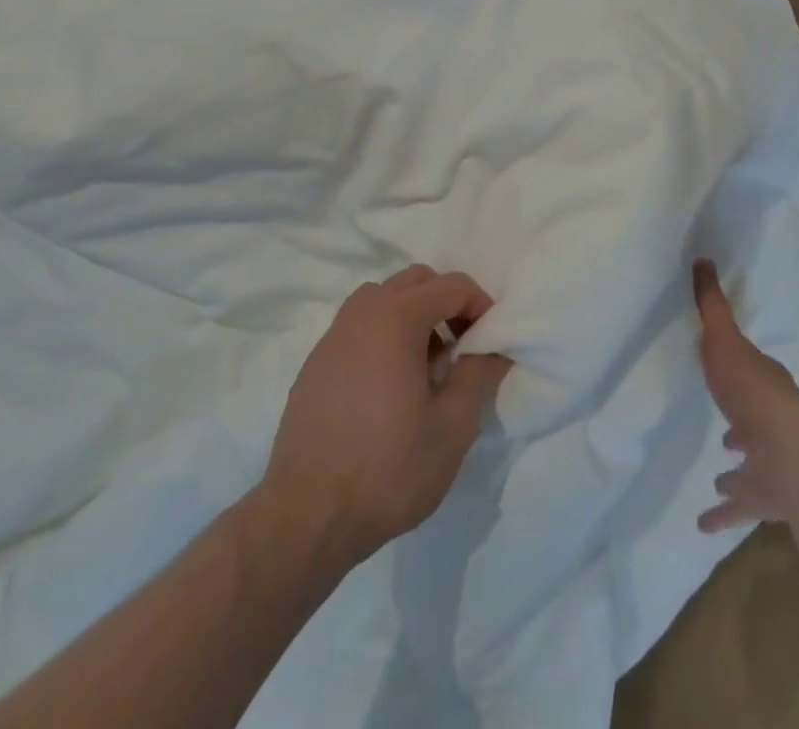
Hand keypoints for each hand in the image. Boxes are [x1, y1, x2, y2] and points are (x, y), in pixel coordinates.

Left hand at [263, 265, 512, 564]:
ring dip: (414, 315)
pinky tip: (390, 387)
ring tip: (427, 366)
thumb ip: (479, 373)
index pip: (452, 285)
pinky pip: (359, 327)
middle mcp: (362, 313)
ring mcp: (333, 336)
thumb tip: (493, 346)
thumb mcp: (453, 426)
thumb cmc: (388, 469)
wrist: (306, 517)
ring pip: (383, 299)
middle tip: (463, 347)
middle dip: (447, 303)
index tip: (491, 343)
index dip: (481, 306)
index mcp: (396, 317)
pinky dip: (384, 336)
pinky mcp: (316, 362)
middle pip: (416, 281)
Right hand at [694, 259, 798, 532]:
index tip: (725, 371)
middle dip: (739, 427)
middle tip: (726, 434)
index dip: (738, 371)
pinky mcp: (763, 498)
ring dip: (736, 470)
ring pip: (751, 466)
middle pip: (752, 422)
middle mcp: (768, 422)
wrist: (793, 454)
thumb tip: (702, 259)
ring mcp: (769, 463)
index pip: (750, 373)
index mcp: (761, 384)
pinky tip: (703, 522)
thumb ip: (713, 305)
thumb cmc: (754, 390)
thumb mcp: (725, 339)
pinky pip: (740, 505)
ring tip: (717, 475)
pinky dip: (723, 513)